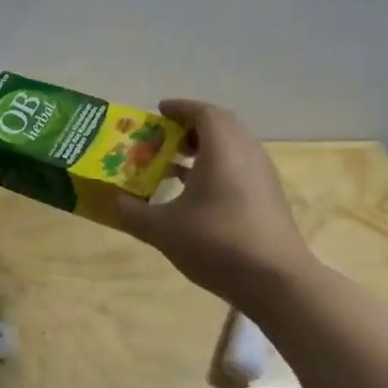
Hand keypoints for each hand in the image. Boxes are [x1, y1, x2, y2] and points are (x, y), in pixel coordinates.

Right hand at [115, 99, 313, 299]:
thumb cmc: (216, 242)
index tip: (157, 111)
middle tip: (164, 138)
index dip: (179, 108)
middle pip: (221, 126)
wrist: (276, 280)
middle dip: (191, 128)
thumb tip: (112, 200)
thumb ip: (132, 212)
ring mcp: (262, 177)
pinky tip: (196, 196)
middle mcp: (247, 153)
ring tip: (174, 165)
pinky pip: (239, 169)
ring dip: (204, 150)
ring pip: (232, 149)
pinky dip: (216, 169)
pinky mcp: (269, 199)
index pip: (203, 112)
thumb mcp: (162, 229)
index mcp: (222, 148)